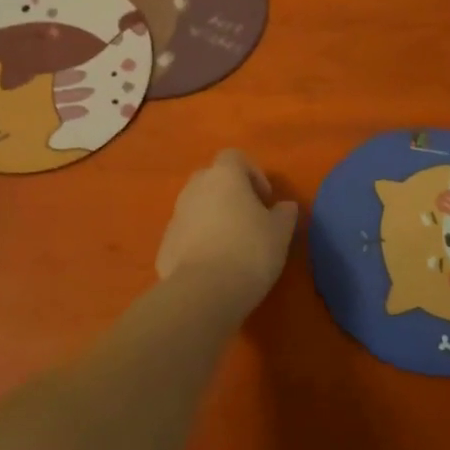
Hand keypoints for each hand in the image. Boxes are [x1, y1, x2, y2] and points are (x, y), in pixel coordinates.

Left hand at [156, 149, 297, 313]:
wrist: (203, 292)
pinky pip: (186, 234)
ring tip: (232, 246)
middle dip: (229, 194)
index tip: (265, 199)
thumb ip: (284, 213)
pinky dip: (199, 242)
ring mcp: (176, 216)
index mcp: (224, 176)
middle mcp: (195, 189)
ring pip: (196, 207)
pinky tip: (214, 266)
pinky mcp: (164, 245)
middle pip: (212, 179)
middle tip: (249, 219)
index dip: (252, 173)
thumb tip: (284, 206)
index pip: (235, 157)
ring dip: (213, 218)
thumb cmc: (249, 251)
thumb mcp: (280, 232)